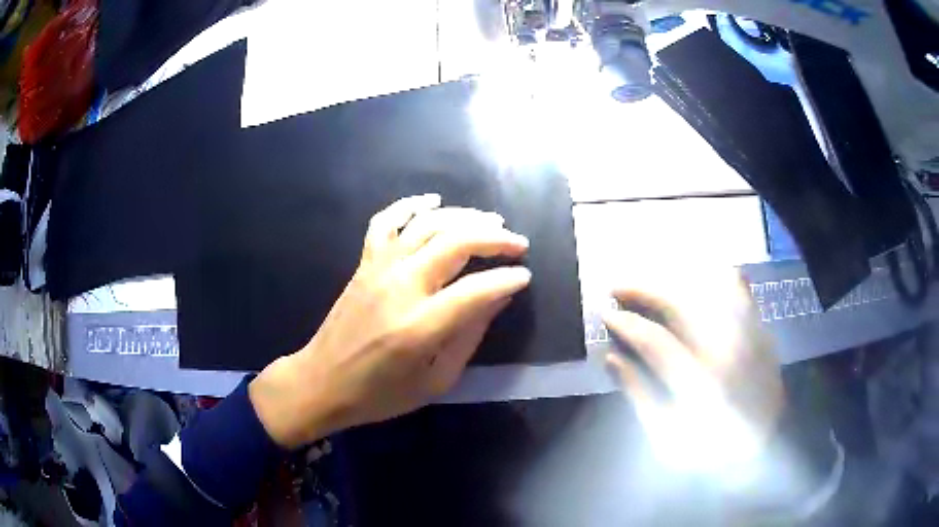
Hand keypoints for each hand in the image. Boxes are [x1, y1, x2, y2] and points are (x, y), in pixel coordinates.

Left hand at [249, 194, 530, 448]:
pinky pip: (386, 221)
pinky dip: (410, 204)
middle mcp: (400, 287)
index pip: (476, 290)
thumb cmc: (380, 394)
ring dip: (464, 217)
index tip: (524, 276)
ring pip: (427, 224)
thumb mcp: (435, 381)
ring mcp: (379, 269)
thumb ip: (468, 336)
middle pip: (456, 243)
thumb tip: (498, 298)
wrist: (322, 382)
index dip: (507, 278)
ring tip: (491, 221)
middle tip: (518, 244)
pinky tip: (432, 200)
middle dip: (495, 238)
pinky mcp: (364, 263)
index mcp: (420, 327)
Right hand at [602, 269, 784, 470]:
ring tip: (649, 282)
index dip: (626, 324)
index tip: (605, 315)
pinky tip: (697, 278)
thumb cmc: (710, 452)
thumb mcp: (666, 438)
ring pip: (708, 286)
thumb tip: (612, 358)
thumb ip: (640, 396)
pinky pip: (739, 289)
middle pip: (682, 303)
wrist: (764, 448)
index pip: (656, 341)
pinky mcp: (761, 330)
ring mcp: (749, 334)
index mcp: (701, 385)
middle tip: (618, 286)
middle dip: (644, 288)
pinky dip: (715, 277)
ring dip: (674, 279)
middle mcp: (728, 351)